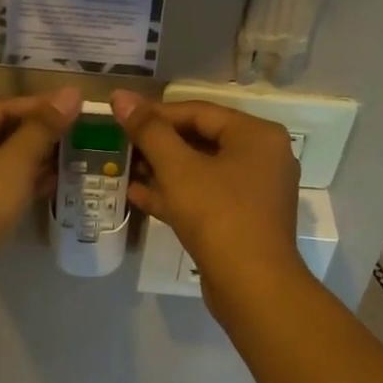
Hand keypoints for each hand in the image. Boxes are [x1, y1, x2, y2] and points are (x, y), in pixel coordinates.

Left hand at [0, 89, 80, 288]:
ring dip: (29, 162)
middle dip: (35, 137)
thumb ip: (42, 128)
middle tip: (76, 133)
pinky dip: (16, 185)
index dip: (39, 108)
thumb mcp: (12, 164)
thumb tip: (71, 93)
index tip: (75, 107)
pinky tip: (50, 184)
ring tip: (70, 157)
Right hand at [110, 91, 302, 304]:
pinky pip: (205, 197)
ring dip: (162, 170)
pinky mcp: (243, 220)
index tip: (121, 116)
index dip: (156, 113)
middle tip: (121, 143)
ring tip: (125, 167)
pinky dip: (175, 195)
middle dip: (158, 144)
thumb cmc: (218, 215)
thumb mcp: (178, 168)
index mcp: (257, 135)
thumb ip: (149, 130)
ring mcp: (254, 192)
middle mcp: (262, 158)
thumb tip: (120, 96)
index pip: (199, 111)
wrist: (252, 286)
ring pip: (201, 171)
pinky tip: (138, 195)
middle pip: (201, 139)